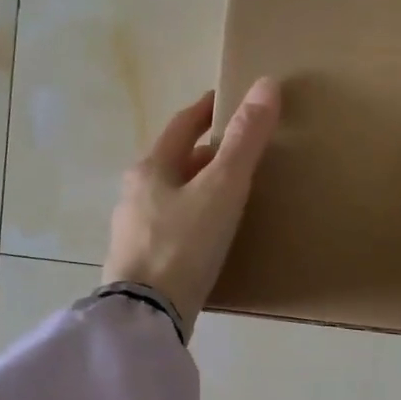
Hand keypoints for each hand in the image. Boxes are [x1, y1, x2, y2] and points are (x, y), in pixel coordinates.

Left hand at [102, 78, 281, 334]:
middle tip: (240, 150)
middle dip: (205, 153)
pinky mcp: (142, 263)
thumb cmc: (183, 244)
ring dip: (199, 188)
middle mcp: (135, 194)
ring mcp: (134, 231)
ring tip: (231, 193)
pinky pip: (173, 227)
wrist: (146, 316)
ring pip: (172, 196)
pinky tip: (211, 235)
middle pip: (174, 162)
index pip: (181, 126)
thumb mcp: (222, 188)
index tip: (225, 100)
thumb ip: (245, 140)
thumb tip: (266, 84)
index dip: (205, 111)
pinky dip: (194, 219)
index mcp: (150, 169)